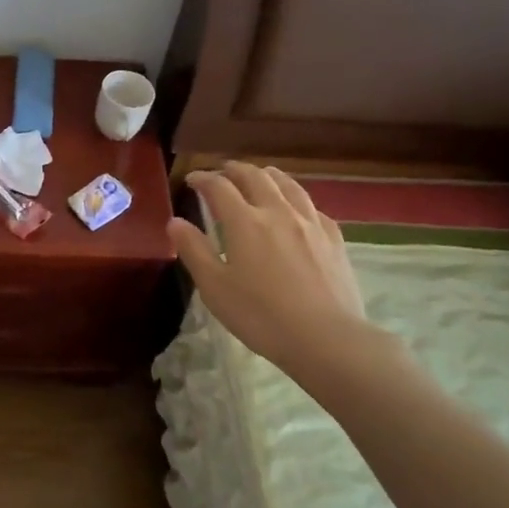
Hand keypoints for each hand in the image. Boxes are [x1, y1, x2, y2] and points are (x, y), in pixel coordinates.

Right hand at [166, 163, 381, 377]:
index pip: (219, 187)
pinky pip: (311, 206)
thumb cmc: (261, 316)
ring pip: (288, 184)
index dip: (203, 179)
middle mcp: (278, 212)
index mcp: (245, 222)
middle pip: (255, 177)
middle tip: (222, 172)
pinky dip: (295, 198)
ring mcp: (310, 223)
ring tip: (259, 175)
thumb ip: (194, 250)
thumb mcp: (215, 288)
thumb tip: (175, 222)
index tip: (191, 179)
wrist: (325, 337)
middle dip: (235, 170)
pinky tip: (296, 208)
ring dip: (267, 175)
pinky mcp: (333, 238)